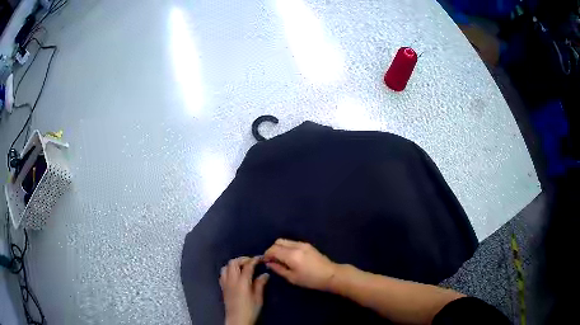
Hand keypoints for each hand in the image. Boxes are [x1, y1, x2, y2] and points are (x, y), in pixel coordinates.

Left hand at [220, 256, 268, 324]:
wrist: (237, 320)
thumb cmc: (250, 310)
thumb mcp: (259, 298)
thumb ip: (260, 284)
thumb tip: (265, 274)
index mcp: (242, 282)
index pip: (247, 266)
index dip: (254, 260)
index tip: (261, 258)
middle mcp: (231, 280)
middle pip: (233, 262)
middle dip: (242, 259)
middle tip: (251, 262)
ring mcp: (225, 283)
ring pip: (226, 267)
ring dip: (234, 264)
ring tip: (242, 267)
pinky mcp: (222, 288)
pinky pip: (222, 274)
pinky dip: (228, 270)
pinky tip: (234, 275)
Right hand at [264, 239, 336, 290]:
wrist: (330, 275)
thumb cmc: (310, 280)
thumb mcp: (292, 278)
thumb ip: (278, 269)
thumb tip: (269, 263)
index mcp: (291, 255)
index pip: (272, 250)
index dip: (266, 255)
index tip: (265, 262)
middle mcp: (296, 246)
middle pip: (277, 242)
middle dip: (272, 250)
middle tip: (272, 260)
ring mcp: (302, 244)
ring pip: (285, 241)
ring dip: (279, 248)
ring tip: (280, 259)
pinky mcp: (307, 245)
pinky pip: (292, 243)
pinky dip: (286, 247)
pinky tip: (289, 257)